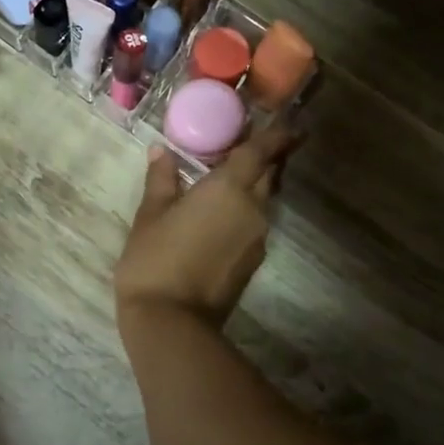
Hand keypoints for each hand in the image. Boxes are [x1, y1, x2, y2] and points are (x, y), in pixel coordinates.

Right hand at [115, 126, 298, 330]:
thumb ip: (161, 180)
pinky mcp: (253, 261)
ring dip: (255, 185)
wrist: (172, 322)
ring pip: (264, 200)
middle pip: (270, 174)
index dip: (279, 134)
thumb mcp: (150, 214)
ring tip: (231, 178)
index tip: (293, 122)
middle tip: (254, 144)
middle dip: (269, 157)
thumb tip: (162, 151)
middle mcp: (252, 207)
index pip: (263, 151)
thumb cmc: (155, 259)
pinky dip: (246, 211)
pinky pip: (255, 224)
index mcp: (229, 187)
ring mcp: (257, 237)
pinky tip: (223, 215)